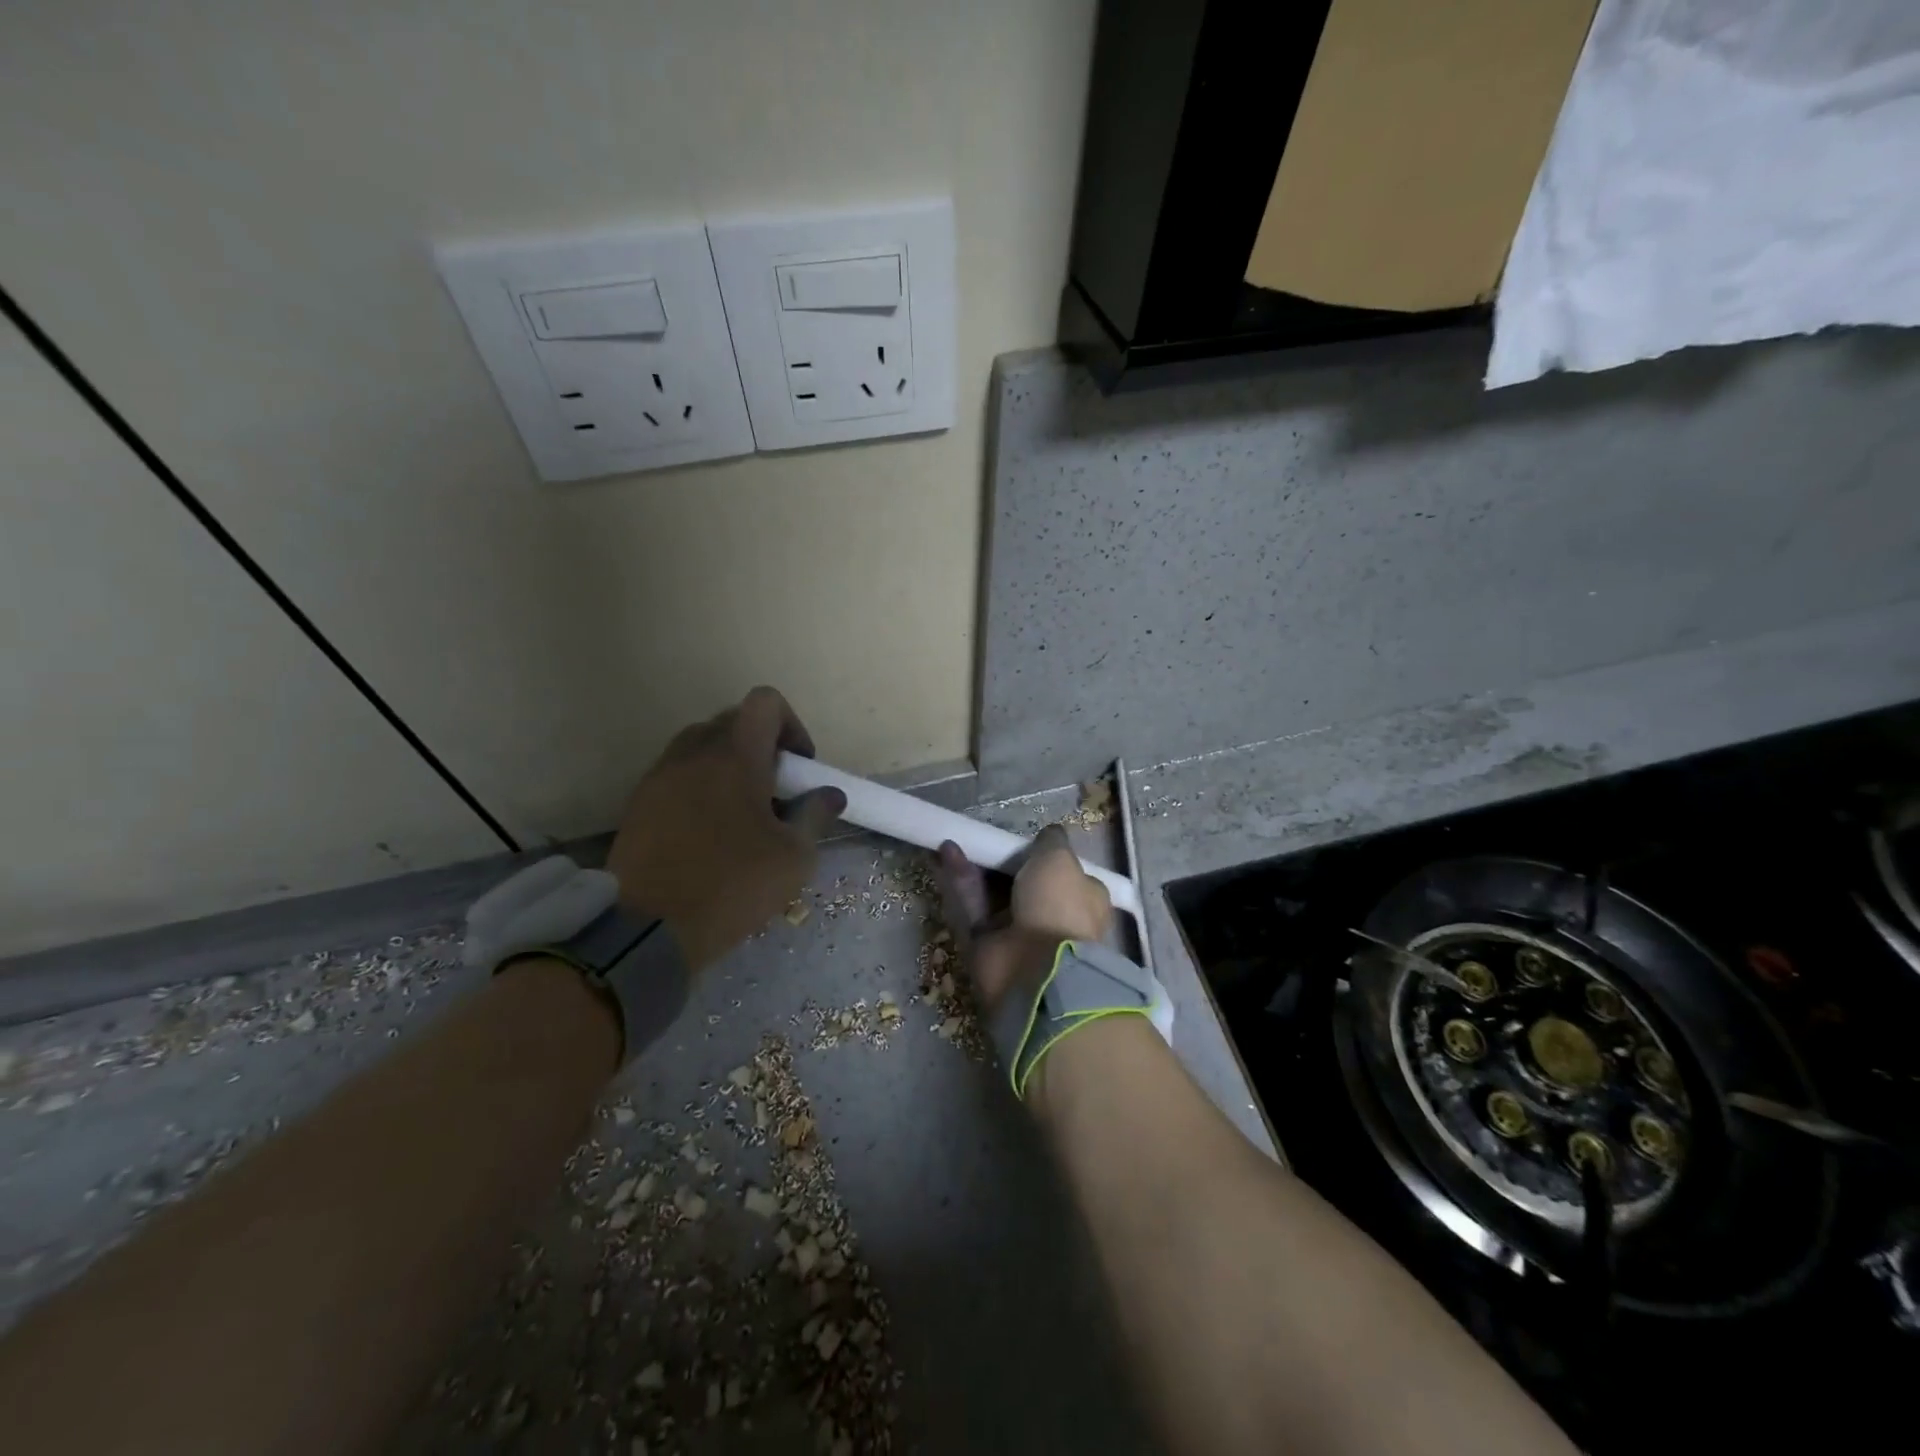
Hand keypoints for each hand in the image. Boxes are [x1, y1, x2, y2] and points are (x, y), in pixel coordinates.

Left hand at [607, 687, 845, 970]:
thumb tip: (829, 794)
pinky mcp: (638, 803)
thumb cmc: (732, 885)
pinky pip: (677, 775)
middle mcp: (693, 752)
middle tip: (774, 793)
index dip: (791, 725)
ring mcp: (659, 776)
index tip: (798, 767)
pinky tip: (708, 832)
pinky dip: (699, 787)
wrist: (646, 928)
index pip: (765, 702)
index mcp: (735, 755)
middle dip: (761, 747)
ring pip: (701, 747)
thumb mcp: (794, 857)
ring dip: (727, 766)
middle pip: (733, 721)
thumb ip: (815, 815)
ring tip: (741, 813)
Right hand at [935, 824, 1112, 1016]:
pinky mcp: (987, 943)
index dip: (1044, 856)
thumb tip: (1049, 833)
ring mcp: (1018, 932)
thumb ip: (1051, 842)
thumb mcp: (1060, 859)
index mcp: (1083, 900)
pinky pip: (972, 907)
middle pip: (1023, 882)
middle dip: (1001, 860)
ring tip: (952, 839)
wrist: (1037, 970)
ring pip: (992, 893)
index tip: (1023, 840)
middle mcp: (1052, 916)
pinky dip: (960, 881)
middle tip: (982, 838)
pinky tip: (946, 853)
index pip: (1065, 874)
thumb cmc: (1058, 906)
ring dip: (974, 866)